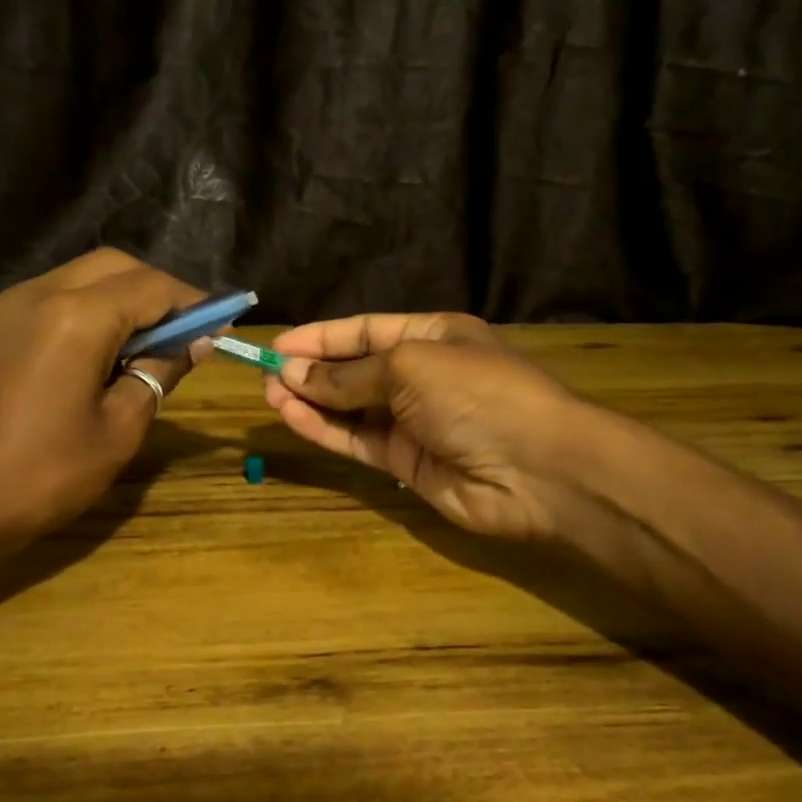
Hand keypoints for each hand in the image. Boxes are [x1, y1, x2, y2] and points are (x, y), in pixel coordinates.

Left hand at [0, 250, 205, 549]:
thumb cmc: (45, 475)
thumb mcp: (120, 430)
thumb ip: (159, 373)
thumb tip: (194, 343)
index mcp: (76, 316)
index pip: (151, 286)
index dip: (192, 302)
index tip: (217, 325)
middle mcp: (33, 296)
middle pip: (109, 266)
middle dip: (152, 290)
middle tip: (177, 331)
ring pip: (67, 282)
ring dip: (109, 301)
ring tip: (128, 348)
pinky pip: (30, 311)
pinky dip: (66, 321)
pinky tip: (69, 367)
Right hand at [265, 313, 604, 542]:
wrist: (536, 470)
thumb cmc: (477, 394)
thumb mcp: (409, 367)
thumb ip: (348, 375)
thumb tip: (294, 374)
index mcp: (432, 336)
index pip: (366, 331)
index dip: (321, 337)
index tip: (278, 346)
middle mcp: (421, 376)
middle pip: (355, 370)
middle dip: (312, 370)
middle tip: (265, 374)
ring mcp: (413, 422)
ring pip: (351, 409)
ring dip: (311, 401)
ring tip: (268, 395)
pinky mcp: (405, 464)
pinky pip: (357, 441)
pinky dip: (324, 430)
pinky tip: (291, 417)